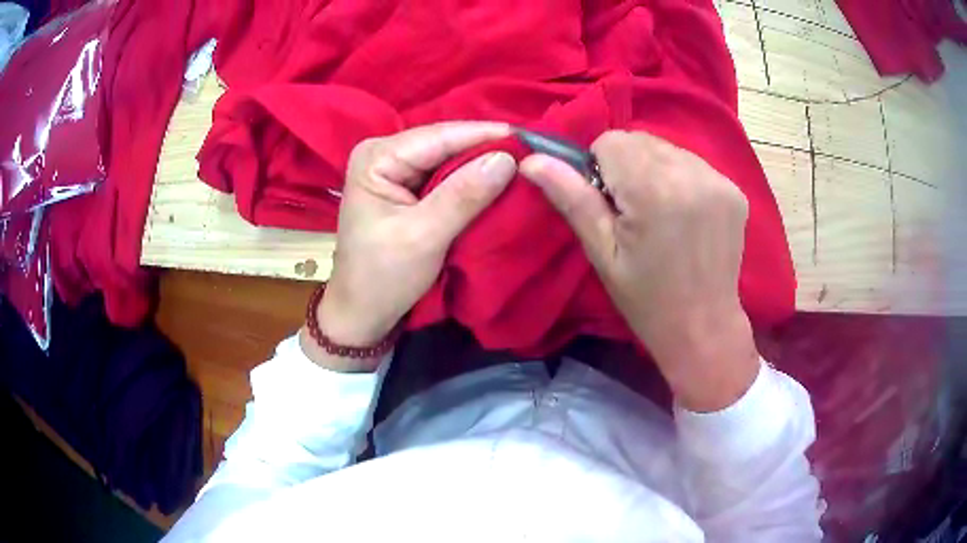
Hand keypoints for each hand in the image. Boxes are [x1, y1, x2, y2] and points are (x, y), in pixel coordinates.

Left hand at [300, 122, 516, 371]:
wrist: (362, 312)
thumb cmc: (383, 278)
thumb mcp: (424, 236)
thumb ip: (464, 195)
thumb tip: (508, 159)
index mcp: (377, 157)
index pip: (440, 136)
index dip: (487, 135)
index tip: (533, 138)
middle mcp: (383, 152)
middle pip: (444, 142)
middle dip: (486, 148)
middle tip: (534, 151)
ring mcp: (393, 168)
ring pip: (447, 157)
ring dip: (482, 163)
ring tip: (525, 161)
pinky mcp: (404, 186)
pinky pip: (444, 174)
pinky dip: (470, 179)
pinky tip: (498, 178)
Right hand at [520, 130, 759, 410]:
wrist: (704, 327)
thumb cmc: (647, 299)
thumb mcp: (602, 253)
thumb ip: (571, 199)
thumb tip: (531, 160)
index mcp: (653, 190)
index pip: (610, 141)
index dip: (600, 168)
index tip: (609, 204)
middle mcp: (690, 174)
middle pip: (639, 140)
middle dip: (627, 166)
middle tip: (633, 212)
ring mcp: (718, 180)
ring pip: (666, 148)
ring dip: (653, 169)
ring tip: (660, 213)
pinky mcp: (734, 189)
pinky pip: (692, 164)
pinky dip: (679, 178)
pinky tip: (684, 213)